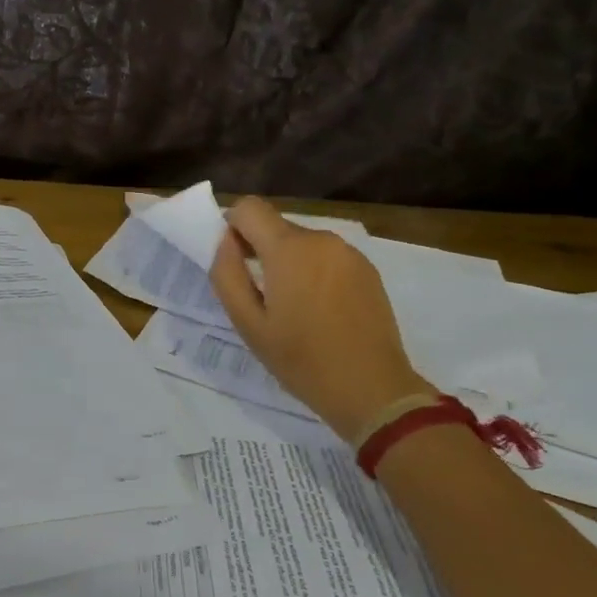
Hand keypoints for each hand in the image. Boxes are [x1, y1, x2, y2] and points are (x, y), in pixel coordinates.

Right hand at [209, 198, 429, 443]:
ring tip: (293, 310)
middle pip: (276, 227)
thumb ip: (227, 275)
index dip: (232, 226)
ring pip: (303, 244)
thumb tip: (224, 242)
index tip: (233, 260)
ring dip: (289, 264)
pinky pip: (328, 258)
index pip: (249, 207)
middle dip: (260, 250)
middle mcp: (321, 240)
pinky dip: (315, 273)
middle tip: (260, 297)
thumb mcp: (249, 324)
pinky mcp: (368, 270)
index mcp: (289, 249)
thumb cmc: (302, 360)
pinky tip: (321, 312)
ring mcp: (349, 253)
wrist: (372, 389)